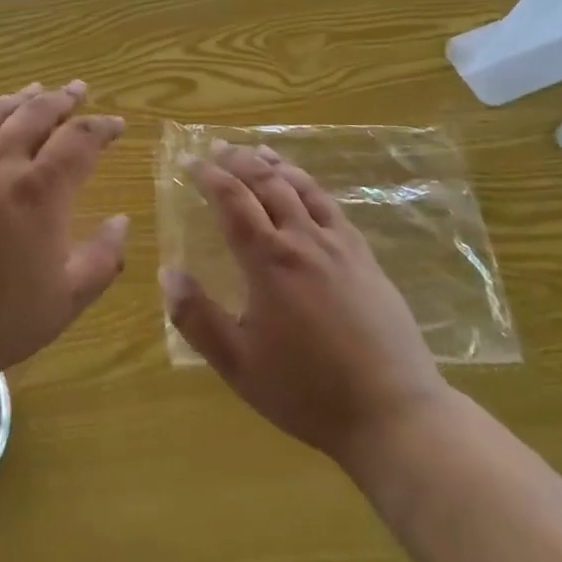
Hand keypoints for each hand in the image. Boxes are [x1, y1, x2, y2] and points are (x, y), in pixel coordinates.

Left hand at [0, 82, 129, 388]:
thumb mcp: (65, 299)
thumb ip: (102, 258)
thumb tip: (121, 220)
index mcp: (40, 190)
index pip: (79, 141)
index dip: (101, 129)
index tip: (117, 125)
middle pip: (35, 115)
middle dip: (61, 100)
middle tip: (77, 89)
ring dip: (17, 99)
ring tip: (33, 90)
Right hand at [161, 143, 452, 472]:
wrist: (393, 412)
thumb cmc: (307, 391)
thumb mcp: (239, 365)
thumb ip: (198, 318)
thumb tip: (168, 272)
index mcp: (269, 261)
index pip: (233, 201)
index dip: (209, 177)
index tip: (190, 162)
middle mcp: (304, 240)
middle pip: (268, 184)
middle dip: (240, 161)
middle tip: (219, 148)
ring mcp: (340, 245)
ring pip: (304, 188)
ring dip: (277, 165)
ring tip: (259, 151)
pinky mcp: (366, 258)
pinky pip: (333, 207)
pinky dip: (311, 186)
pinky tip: (307, 189)